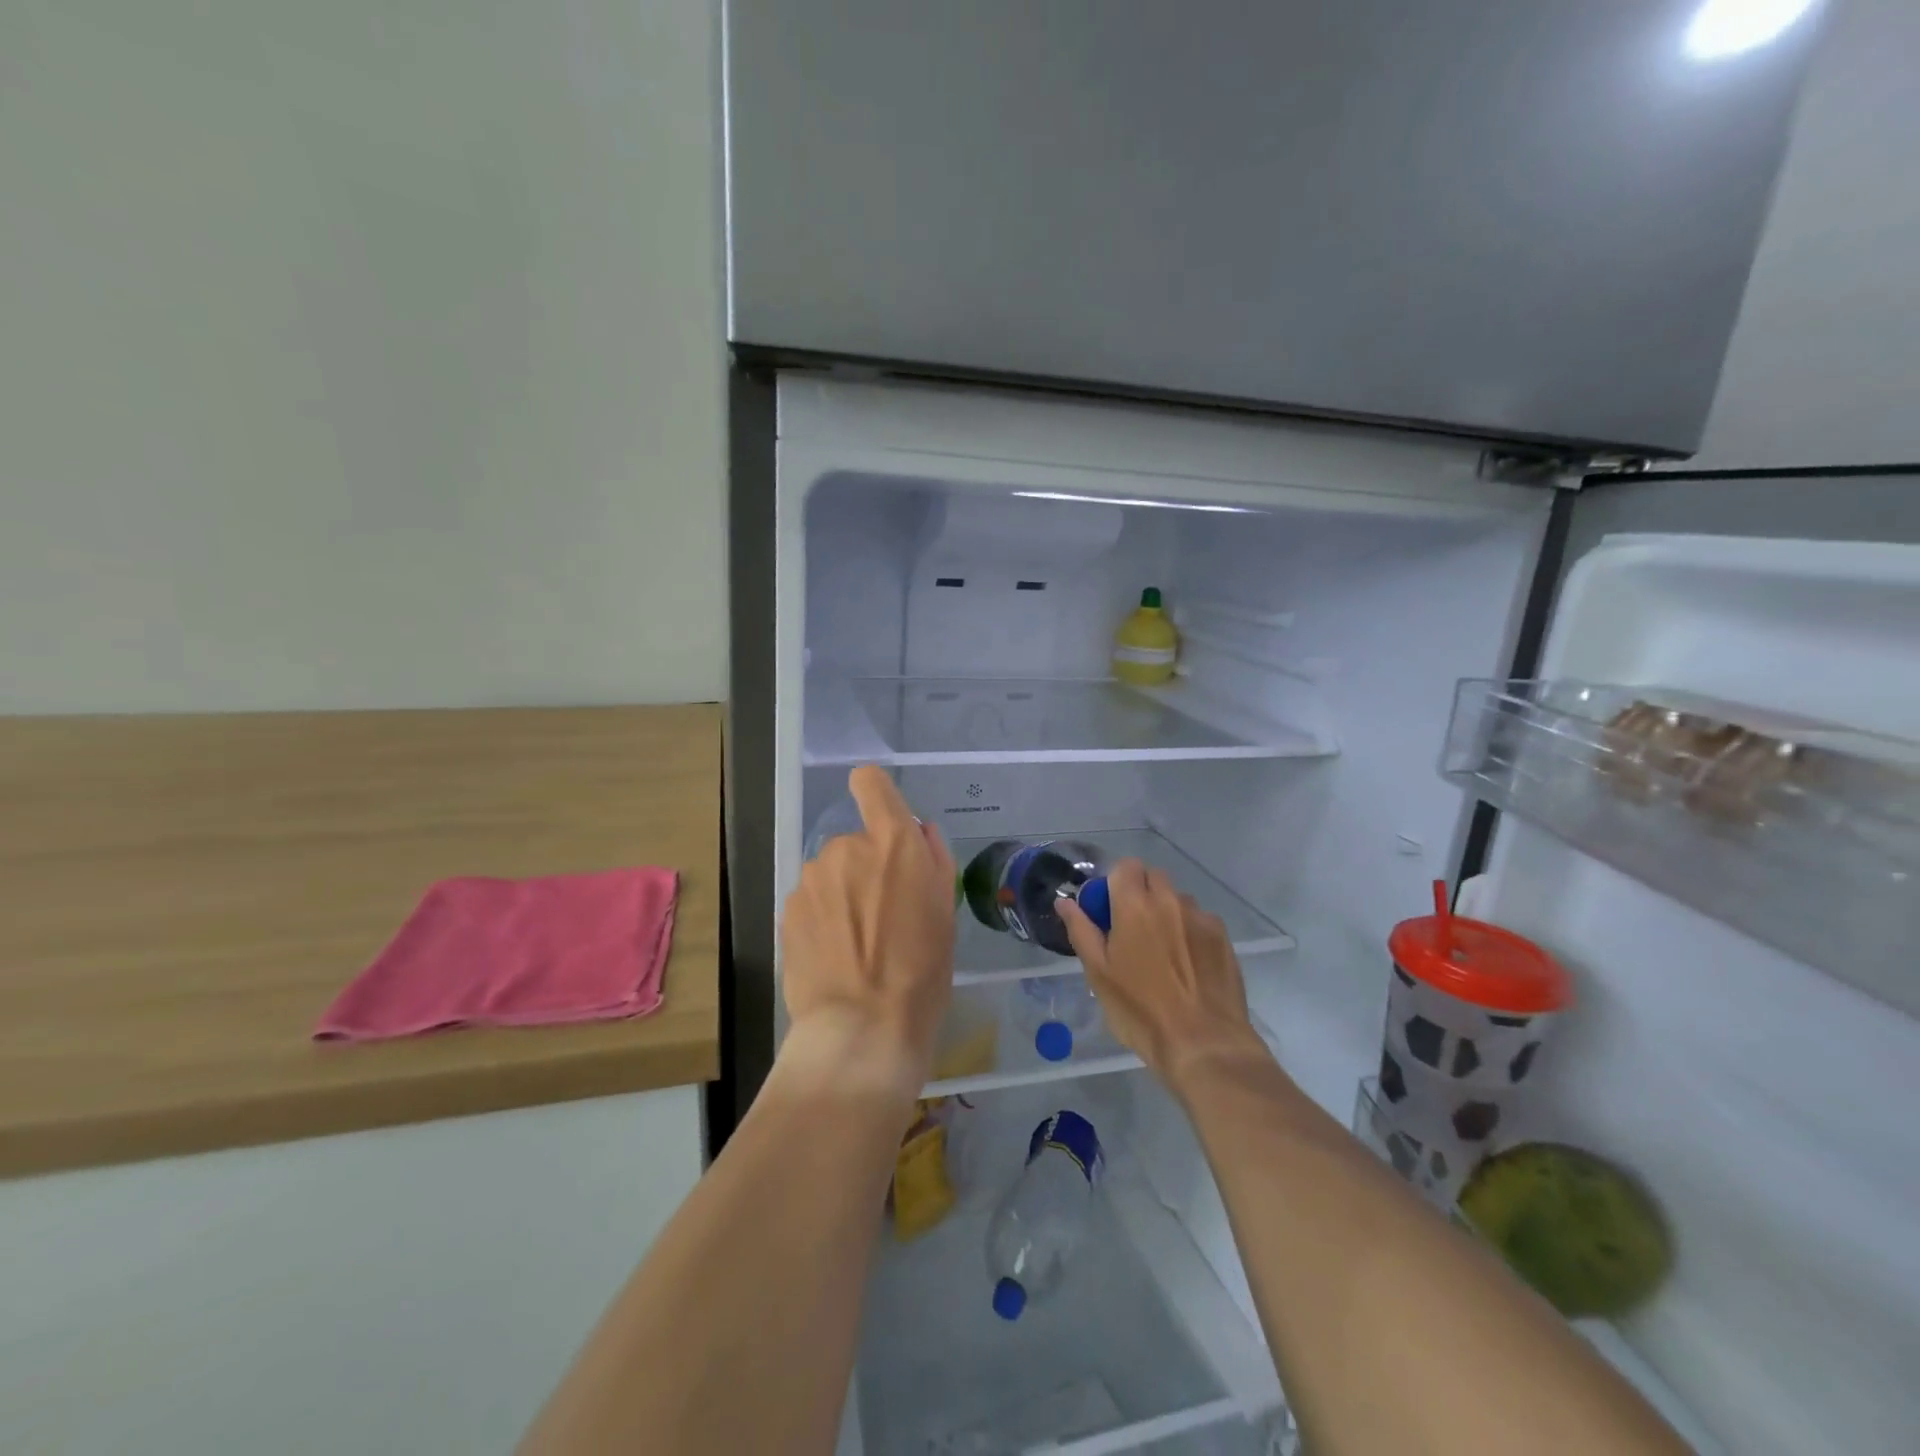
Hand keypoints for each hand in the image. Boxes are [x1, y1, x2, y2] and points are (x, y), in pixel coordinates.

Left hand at [779, 766, 955, 1098]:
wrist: (862, 1027)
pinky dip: (824, 916)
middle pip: (856, 841)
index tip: (882, 816)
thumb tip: (920, 832)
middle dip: (868, 866)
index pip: (870, 783)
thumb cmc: (921, 971)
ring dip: (844, 892)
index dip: (874, 790)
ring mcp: (811, 878)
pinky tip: (836, 955)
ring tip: (859, 941)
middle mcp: (845, 848)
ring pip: (832, 873)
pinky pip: (814, 899)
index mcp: (892, 843)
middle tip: (885, 913)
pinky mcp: (788, 909)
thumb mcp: (945, 913)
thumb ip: (933, 859)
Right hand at [1058, 859, 1265, 1093]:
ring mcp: (1201, 918)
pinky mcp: (1223, 937)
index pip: (1124, 866)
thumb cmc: (1140, 1010)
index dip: (1114, 883)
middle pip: (1153, 877)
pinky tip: (1187, 965)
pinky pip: (1200, 921)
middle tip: (1131, 930)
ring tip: (1162, 952)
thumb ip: (1081, 930)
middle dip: (1140, 893)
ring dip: (1166, 912)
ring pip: (1178, 900)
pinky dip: (1189, 931)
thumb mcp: (1099, 974)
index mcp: (1134, 905)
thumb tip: (1065, 902)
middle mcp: (1170, 901)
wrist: (1204, 1044)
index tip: (1108, 911)